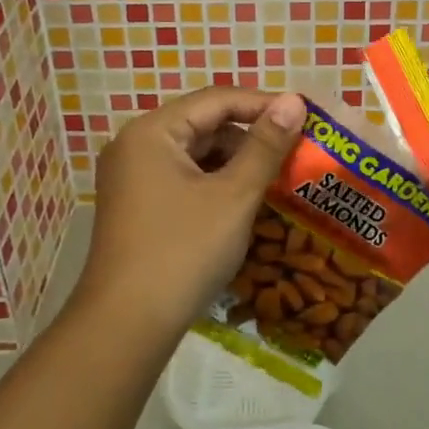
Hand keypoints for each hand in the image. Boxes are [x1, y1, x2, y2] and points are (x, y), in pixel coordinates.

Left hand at [78, 87, 306, 337]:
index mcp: (152, 131)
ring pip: (194, 153)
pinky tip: (242, 202)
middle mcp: (135, 145)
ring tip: (275, 177)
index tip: (303, 116)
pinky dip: (213, 183)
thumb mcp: (234, 195)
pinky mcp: (135, 205)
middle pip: (203, 124)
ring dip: (234, 161)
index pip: (216, 100)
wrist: (125, 328)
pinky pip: (182, 177)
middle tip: (293, 149)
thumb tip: (294, 101)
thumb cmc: (183, 252)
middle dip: (249, 135)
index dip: (263, 104)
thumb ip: (266, 145)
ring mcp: (131, 177)